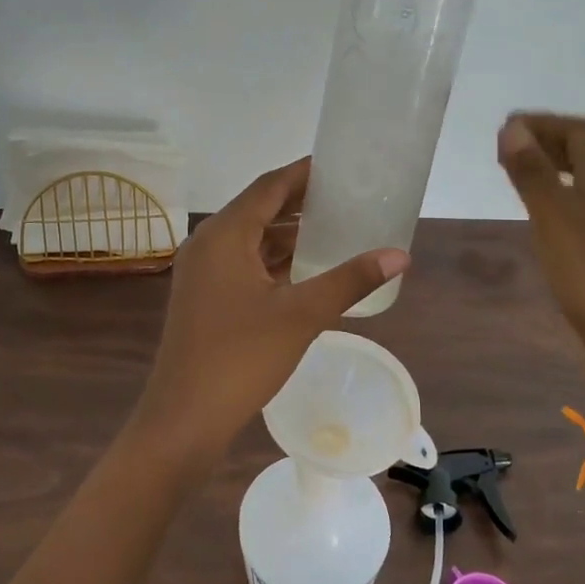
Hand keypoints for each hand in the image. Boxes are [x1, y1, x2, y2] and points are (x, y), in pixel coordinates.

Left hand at [132, 157, 407, 465]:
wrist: (185, 417)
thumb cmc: (241, 358)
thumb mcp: (301, 315)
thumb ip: (350, 280)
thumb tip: (399, 255)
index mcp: (224, 234)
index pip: (269, 187)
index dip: (304, 174)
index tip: (339, 166)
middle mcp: (207, 244)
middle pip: (259, 209)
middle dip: (300, 203)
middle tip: (346, 197)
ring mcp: (202, 272)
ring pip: (250, 239)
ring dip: (288, 234)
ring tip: (334, 229)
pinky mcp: (204, 297)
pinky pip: (243, 263)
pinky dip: (273, 261)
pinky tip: (305, 270)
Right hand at [496, 114, 584, 428]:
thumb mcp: (557, 220)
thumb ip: (534, 174)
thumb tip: (513, 127)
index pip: (581, 133)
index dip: (544, 123)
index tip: (504, 129)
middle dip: (549, 145)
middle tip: (507, 152)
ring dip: (554, 175)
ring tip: (519, 182)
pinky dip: (561, 207)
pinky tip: (545, 227)